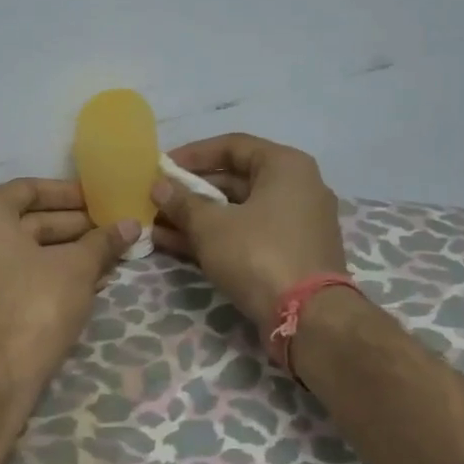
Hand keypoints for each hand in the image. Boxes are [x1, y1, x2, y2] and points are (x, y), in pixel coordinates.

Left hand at [0, 178, 138, 380]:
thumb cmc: (35, 303)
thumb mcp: (77, 267)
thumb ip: (103, 241)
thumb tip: (131, 224)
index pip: (29, 189)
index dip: (69, 194)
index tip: (100, 199)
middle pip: (27, 222)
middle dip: (74, 228)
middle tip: (111, 231)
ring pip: (24, 252)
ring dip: (66, 254)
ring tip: (109, 259)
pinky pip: (14, 276)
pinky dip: (47, 275)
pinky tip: (87, 284)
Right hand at [151, 134, 346, 327]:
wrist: (308, 317)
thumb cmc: (259, 254)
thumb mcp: (212, 226)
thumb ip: (183, 202)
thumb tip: (159, 186)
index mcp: (285, 166)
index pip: (232, 146)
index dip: (193, 154)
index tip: (162, 167)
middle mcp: (296, 188)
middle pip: (234, 180)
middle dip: (190, 192)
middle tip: (155, 199)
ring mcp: (294, 224)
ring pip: (236, 212)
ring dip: (196, 218)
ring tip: (155, 225)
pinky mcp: (289, 255)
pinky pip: (245, 236)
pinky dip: (214, 238)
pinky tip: (173, 244)